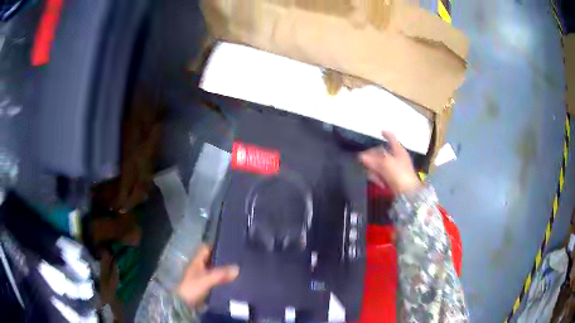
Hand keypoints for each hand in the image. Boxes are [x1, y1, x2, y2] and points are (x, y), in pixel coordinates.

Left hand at [176, 245, 239, 307]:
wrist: (184, 304)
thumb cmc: (192, 287)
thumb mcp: (207, 279)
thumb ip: (221, 274)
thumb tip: (237, 268)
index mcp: (196, 261)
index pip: (206, 248)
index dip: (216, 245)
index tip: (230, 245)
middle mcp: (199, 267)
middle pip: (212, 259)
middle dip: (223, 259)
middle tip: (238, 259)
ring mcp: (201, 277)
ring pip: (215, 270)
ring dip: (224, 270)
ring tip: (239, 270)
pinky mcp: (205, 287)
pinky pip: (216, 280)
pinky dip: (223, 280)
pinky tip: (233, 282)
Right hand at [359, 131, 420, 193]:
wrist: (408, 194)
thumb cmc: (399, 174)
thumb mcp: (385, 164)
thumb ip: (373, 159)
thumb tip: (361, 156)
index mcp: (399, 151)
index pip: (392, 139)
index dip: (387, 134)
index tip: (381, 131)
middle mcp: (398, 158)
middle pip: (382, 153)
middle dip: (373, 157)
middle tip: (364, 160)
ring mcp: (396, 169)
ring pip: (380, 165)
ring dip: (375, 170)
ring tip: (374, 176)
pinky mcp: (393, 180)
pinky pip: (383, 175)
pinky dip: (380, 178)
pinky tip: (379, 183)